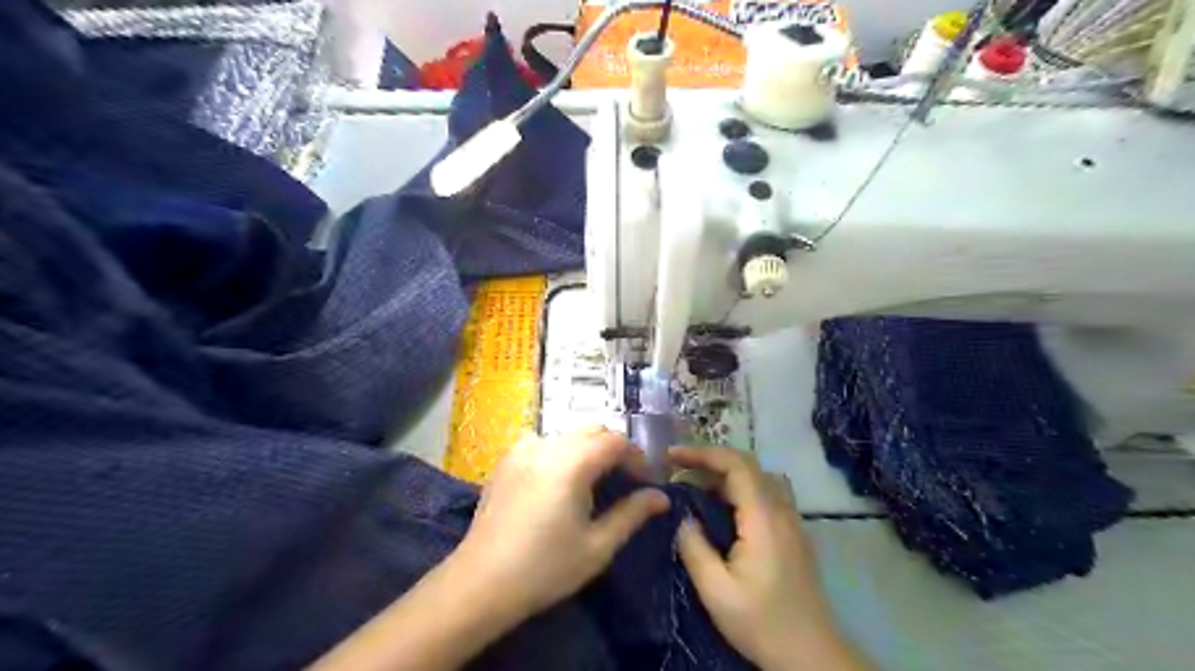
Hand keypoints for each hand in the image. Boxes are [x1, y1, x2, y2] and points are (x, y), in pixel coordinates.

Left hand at [457, 430, 667, 618]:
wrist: (481, 583)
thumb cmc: (545, 568)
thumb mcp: (598, 546)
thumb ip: (632, 514)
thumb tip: (661, 497)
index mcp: (572, 463)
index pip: (616, 442)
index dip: (638, 458)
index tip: (647, 483)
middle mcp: (548, 445)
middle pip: (593, 430)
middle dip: (615, 449)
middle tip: (626, 481)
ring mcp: (523, 449)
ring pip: (569, 434)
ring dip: (589, 448)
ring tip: (595, 480)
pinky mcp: (507, 460)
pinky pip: (544, 441)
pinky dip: (562, 451)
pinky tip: (560, 480)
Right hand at [671, 445, 858, 670]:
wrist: (810, 655)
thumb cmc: (762, 623)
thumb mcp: (717, 592)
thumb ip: (695, 548)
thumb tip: (682, 517)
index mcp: (763, 519)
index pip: (736, 465)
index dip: (702, 453)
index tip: (671, 457)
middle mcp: (781, 510)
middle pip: (748, 465)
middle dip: (710, 460)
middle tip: (677, 470)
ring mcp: (791, 520)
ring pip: (758, 477)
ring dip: (726, 473)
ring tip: (697, 486)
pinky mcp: (793, 532)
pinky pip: (766, 493)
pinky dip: (739, 488)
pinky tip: (722, 509)